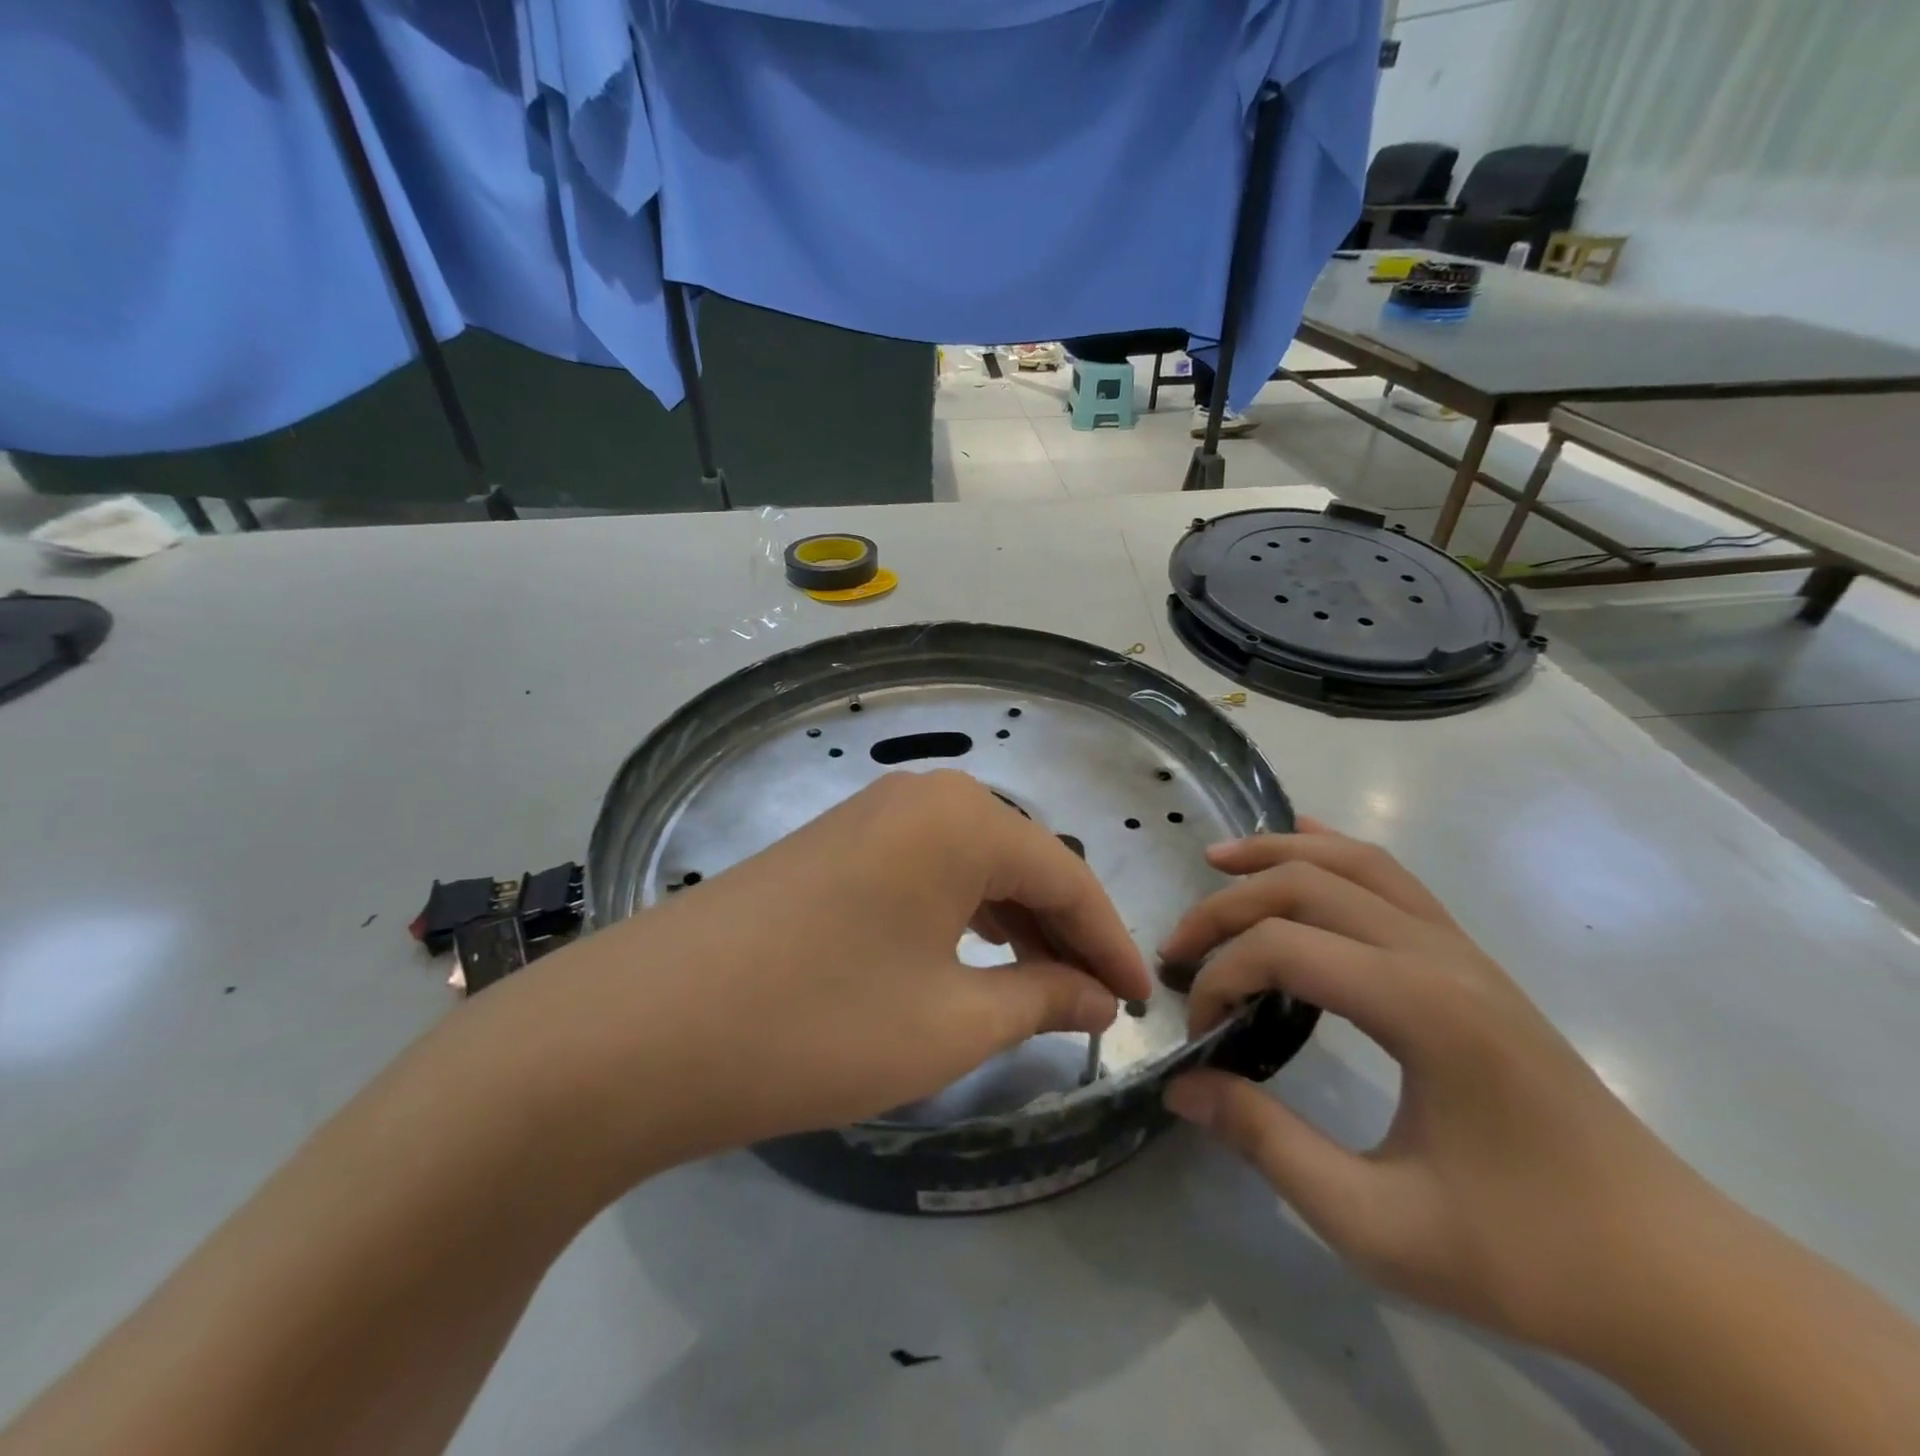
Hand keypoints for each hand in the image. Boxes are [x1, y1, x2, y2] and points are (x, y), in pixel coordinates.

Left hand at [517, 769, 1151, 1177]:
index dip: (1111, 944)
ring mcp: (867, 815)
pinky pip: (921, 872)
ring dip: (1011, 925)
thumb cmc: (821, 1023)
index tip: (1143, 1004)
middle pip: (1019, 863)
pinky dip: (957, 916)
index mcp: (964, 818)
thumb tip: (1099, 1000)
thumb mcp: (951, 1023)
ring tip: (1039, 989)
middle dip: (1062, 934)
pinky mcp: (829, 845)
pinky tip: (965, 957)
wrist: (642, 1029)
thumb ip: (1042, 1001)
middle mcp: (920, 797)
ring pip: (969, 866)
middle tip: (1093, 1004)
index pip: (1067, 878)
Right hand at [1159, 823, 1699, 1357]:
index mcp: (1422, 1008)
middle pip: (1308, 887)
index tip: (1199, 1036)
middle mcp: (1440, 956)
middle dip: (1227, 907)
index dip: (1220, 979)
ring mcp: (1463, 951)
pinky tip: (1306, 844)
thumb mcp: (1376, 1224)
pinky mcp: (1472, 963)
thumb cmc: (1526, 1254)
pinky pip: (1394, 880)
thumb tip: (1183, 1086)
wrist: (1674, 1275)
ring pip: (1356, 863)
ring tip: (1218, 859)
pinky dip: (1336, 853)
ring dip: (1279, 853)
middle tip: (1176, 946)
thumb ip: (1267, 1143)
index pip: (1284, 949)